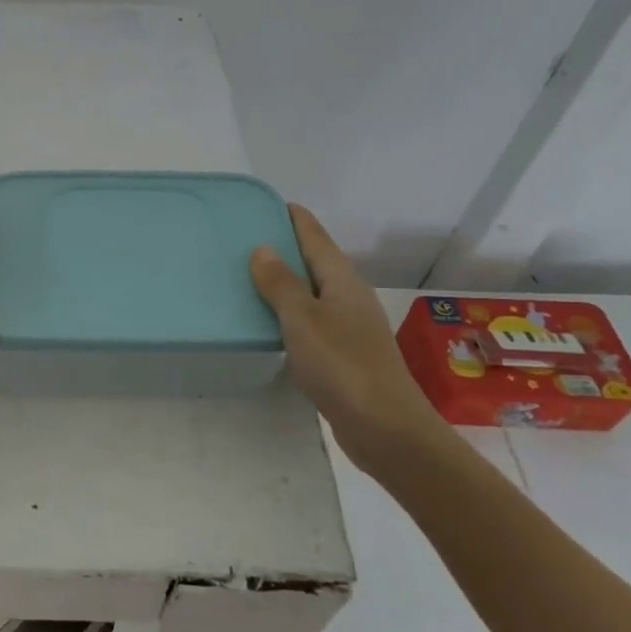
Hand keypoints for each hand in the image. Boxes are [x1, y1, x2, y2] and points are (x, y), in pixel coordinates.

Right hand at [251, 204, 446, 459]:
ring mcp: (348, 328)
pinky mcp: (343, 355)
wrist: (384, 428)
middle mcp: (348, 298)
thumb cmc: (342, 365)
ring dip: (285, 283)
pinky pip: (310, 321)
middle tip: (246, 239)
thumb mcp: (303, 319)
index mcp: (342, 281)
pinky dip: (288, 314)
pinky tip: (269, 323)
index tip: (269, 203)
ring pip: (312, 293)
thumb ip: (281, 284)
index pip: (315, 237)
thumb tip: (263, 249)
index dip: (294, 218)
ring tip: (249, 276)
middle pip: (315, 262)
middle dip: (285, 248)